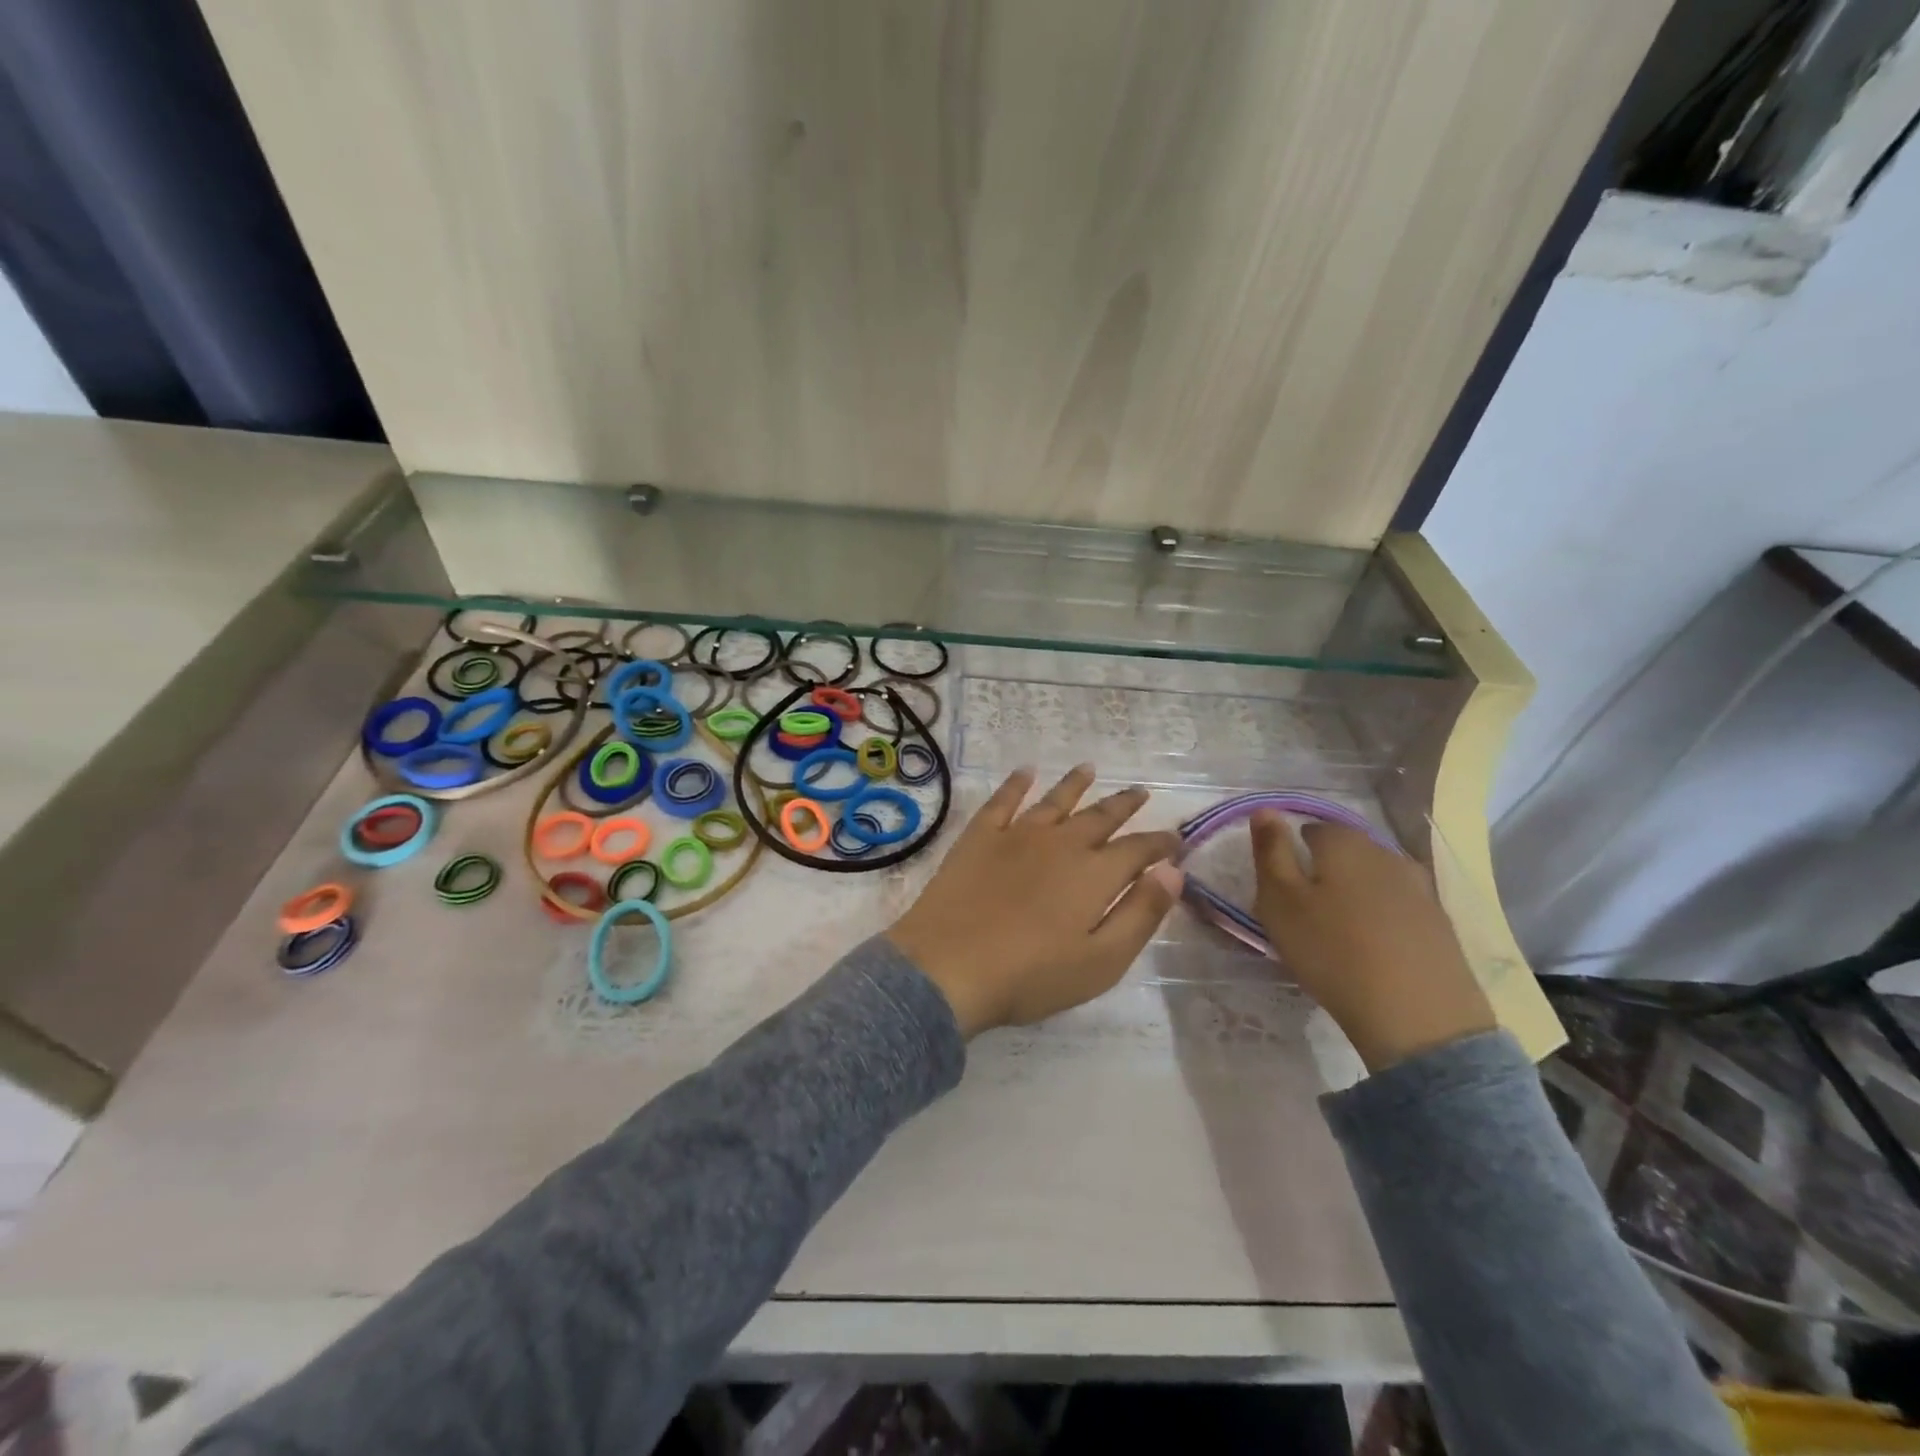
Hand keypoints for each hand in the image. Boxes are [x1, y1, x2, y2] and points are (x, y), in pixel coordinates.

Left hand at [888, 766, 1183, 1036]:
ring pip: (1055, 800)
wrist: (949, 966)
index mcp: (1094, 874)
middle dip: (1124, 804)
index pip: (1138, 849)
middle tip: (1140, 791)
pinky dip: (1016, 783)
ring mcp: (1016, 835)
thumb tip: (1173, 871)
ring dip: (1075, 784)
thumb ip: (1141, 914)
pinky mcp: (979, 837)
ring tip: (1089, 768)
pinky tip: (1025, 771)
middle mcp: (1060, 843)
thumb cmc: (1031, 975)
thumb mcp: (1102, 960)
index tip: (1175, 838)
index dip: (1160, 843)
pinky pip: (1002, 800)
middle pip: (1100, 817)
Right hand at [1250, 812, 1493, 1071]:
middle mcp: (1386, 853)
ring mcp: (1420, 887)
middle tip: (1305, 910)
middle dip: (1324, 870)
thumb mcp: (1280, 902)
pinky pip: (1399, 906)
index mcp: (1344, 843)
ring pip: (1374, 877)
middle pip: (1346, 851)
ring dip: (1354, 894)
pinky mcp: (1440, 922)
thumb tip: (1265, 810)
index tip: (1281, 888)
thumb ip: (1270, 852)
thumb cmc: (1332, 952)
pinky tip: (1373, 946)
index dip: (1292, 853)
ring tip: (1338, 929)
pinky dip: (1381, 917)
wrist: (1418, 1017)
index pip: (1311, 829)